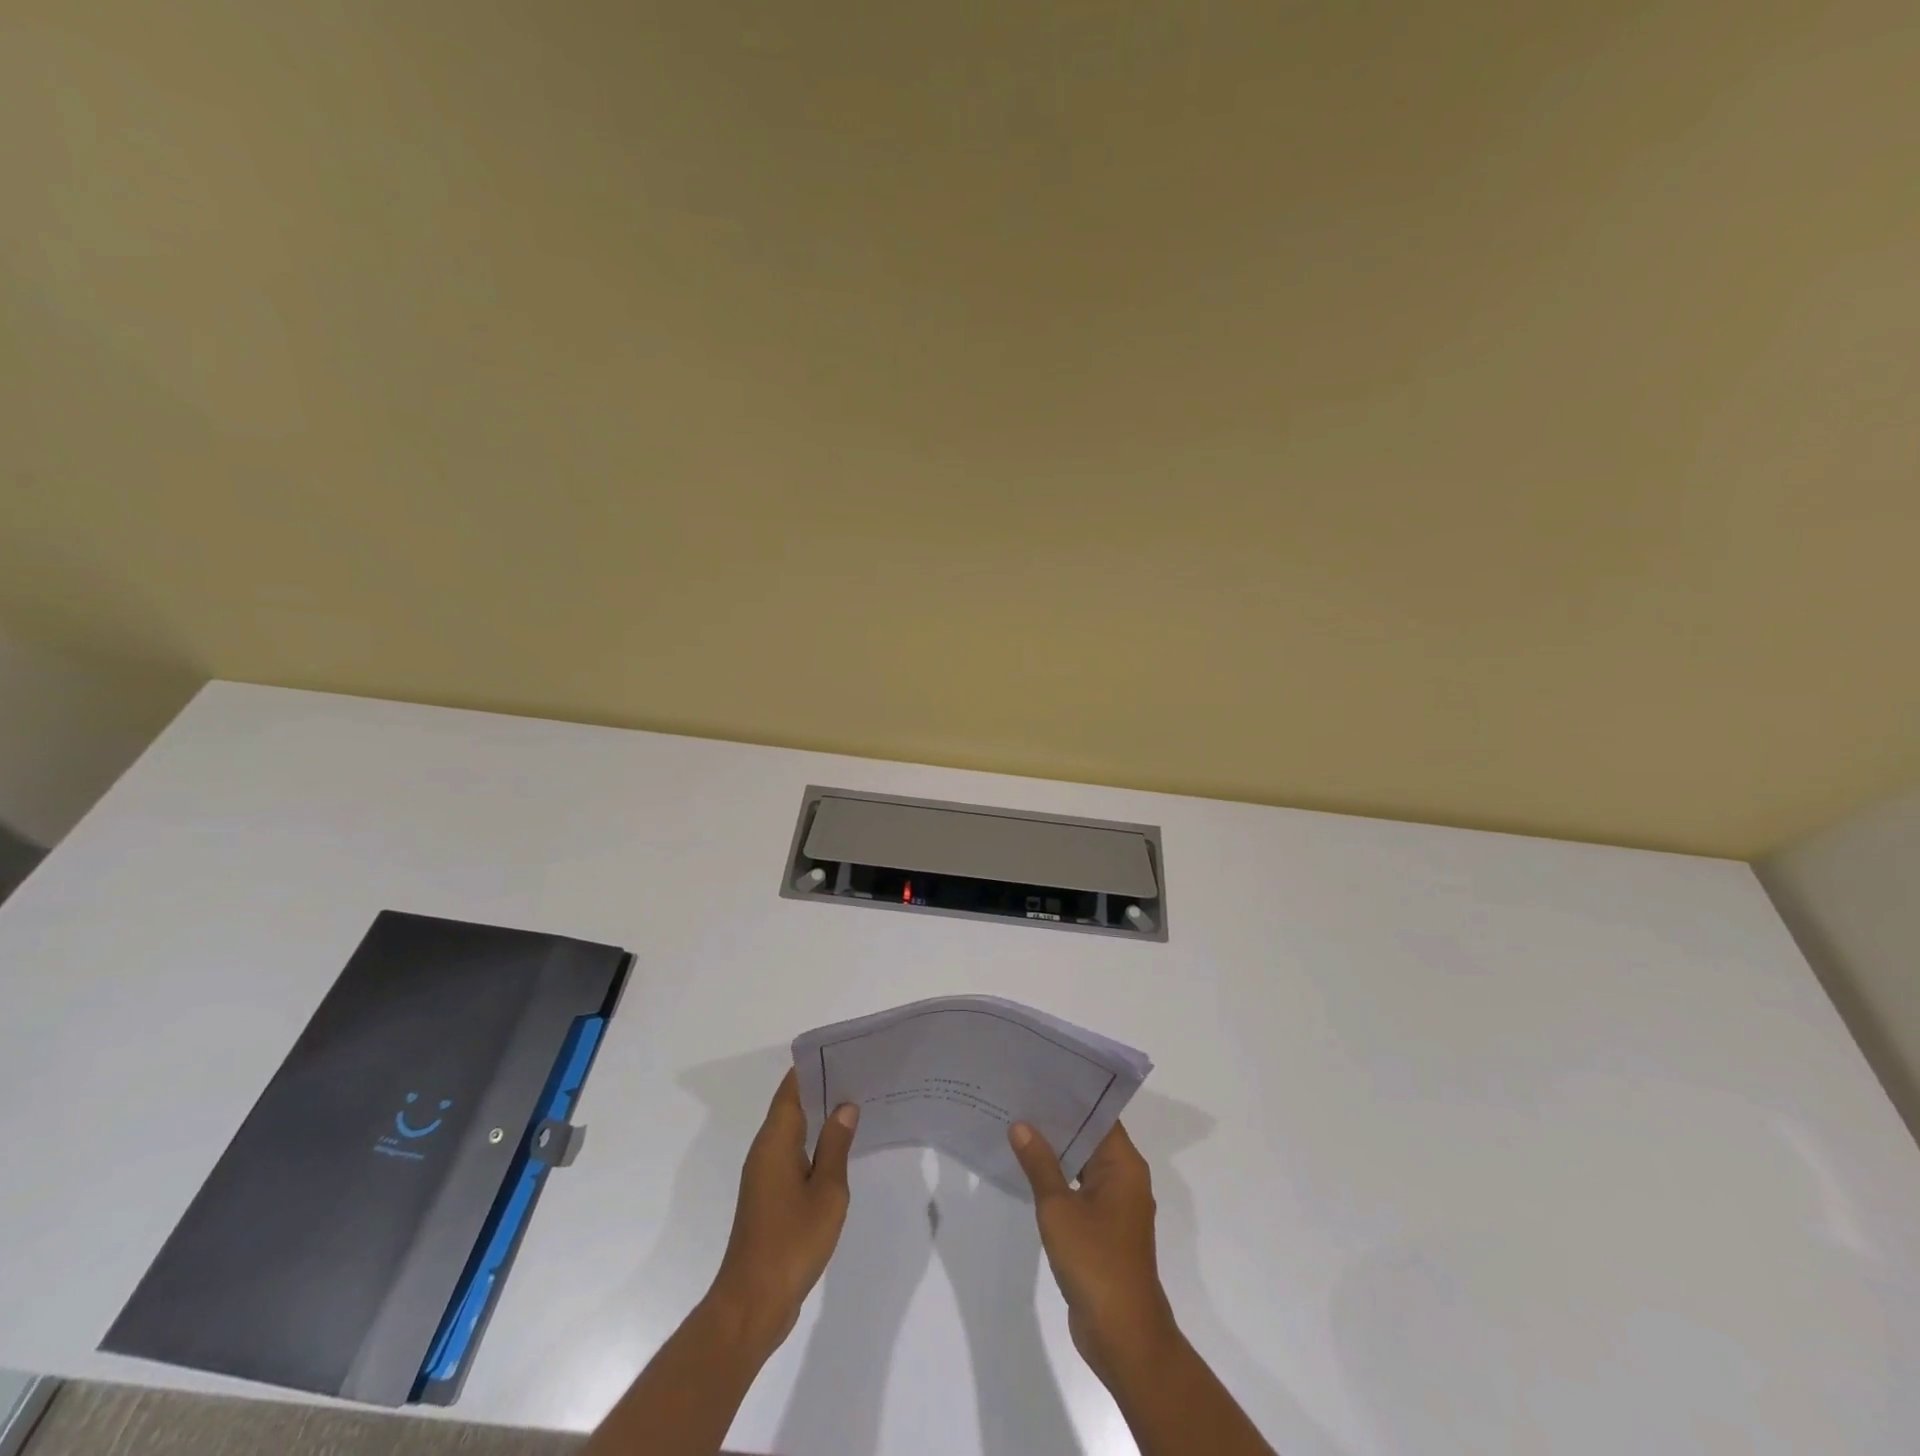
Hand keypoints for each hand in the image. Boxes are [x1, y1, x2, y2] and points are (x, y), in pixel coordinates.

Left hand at [706, 1070, 858, 1357]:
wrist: (753, 1304)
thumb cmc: (792, 1242)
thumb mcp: (826, 1191)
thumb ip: (836, 1145)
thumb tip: (845, 1105)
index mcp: (775, 1141)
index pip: (792, 1087)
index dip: (815, 1068)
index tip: (845, 1055)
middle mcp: (765, 1150)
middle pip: (792, 1105)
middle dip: (822, 1088)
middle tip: (860, 1076)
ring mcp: (764, 1174)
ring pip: (792, 1130)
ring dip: (819, 1116)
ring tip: (856, 1105)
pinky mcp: (768, 1196)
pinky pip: (792, 1153)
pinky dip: (813, 1142)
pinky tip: (839, 1148)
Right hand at [1009, 1120, 1179, 1385]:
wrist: (1122, 1335)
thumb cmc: (1095, 1261)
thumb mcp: (1058, 1208)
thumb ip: (1040, 1164)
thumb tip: (1021, 1125)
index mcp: (1124, 1164)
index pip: (1098, 1114)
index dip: (1070, 1095)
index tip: (1039, 1076)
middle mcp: (1125, 1178)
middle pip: (1090, 1136)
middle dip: (1057, 1120)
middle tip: (1020, 1097)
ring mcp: (1116, 1205)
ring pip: (1083, 1163)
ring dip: (1056, 1151)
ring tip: (1018, 1126)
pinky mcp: (1104, 1228)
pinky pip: (1080, 1189)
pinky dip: (1059, 1178)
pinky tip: (1028, 1171)